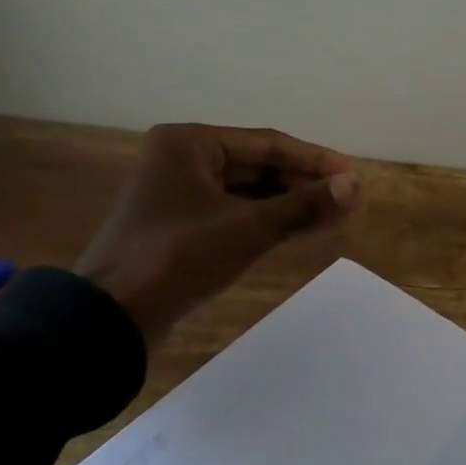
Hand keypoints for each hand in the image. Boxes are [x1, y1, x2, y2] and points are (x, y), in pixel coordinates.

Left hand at [76, 123, 361, 345]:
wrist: (109, 320)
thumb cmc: (177, 259)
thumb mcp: (248, 229)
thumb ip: (305, 205)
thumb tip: (356, 186)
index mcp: (190, 144)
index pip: (269, 144)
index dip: (317, 161)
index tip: (354, 178)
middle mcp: (183, 160)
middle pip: (261, 166)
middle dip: (307, 184)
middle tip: (351, 200)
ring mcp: (181, 194)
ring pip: (251, 191)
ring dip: (293, 203)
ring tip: (338, 215)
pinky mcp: (183, 225)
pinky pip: (237, 212)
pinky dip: (271, 219)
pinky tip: (305, 228)